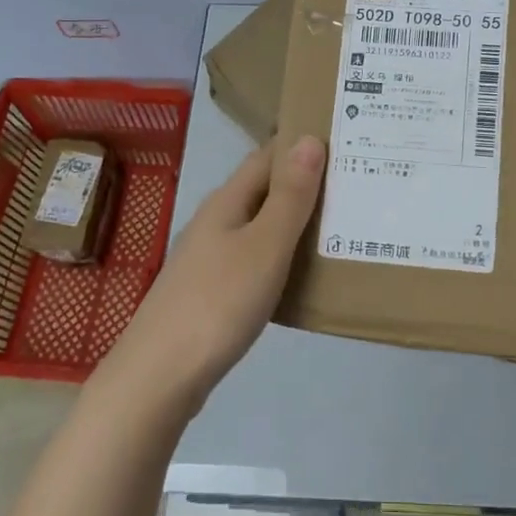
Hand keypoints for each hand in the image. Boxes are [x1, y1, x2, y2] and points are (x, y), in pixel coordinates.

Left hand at [99, 134, 325, 415]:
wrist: (160, 376)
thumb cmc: (218, 303)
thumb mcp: (265, 246)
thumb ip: (290, 196)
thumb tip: (310, 139)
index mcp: (227, 202)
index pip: (268, 156)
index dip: (302, 144)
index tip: (345, 139)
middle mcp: (216, 221)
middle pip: (264, 189)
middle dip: (305, 182)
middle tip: (355, 183)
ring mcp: (209, 258)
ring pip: (260, 225)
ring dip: (295, 220)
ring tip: (341, 224)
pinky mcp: (211, 291)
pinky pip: (255, 258)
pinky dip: (282, 255)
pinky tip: (304, 273)